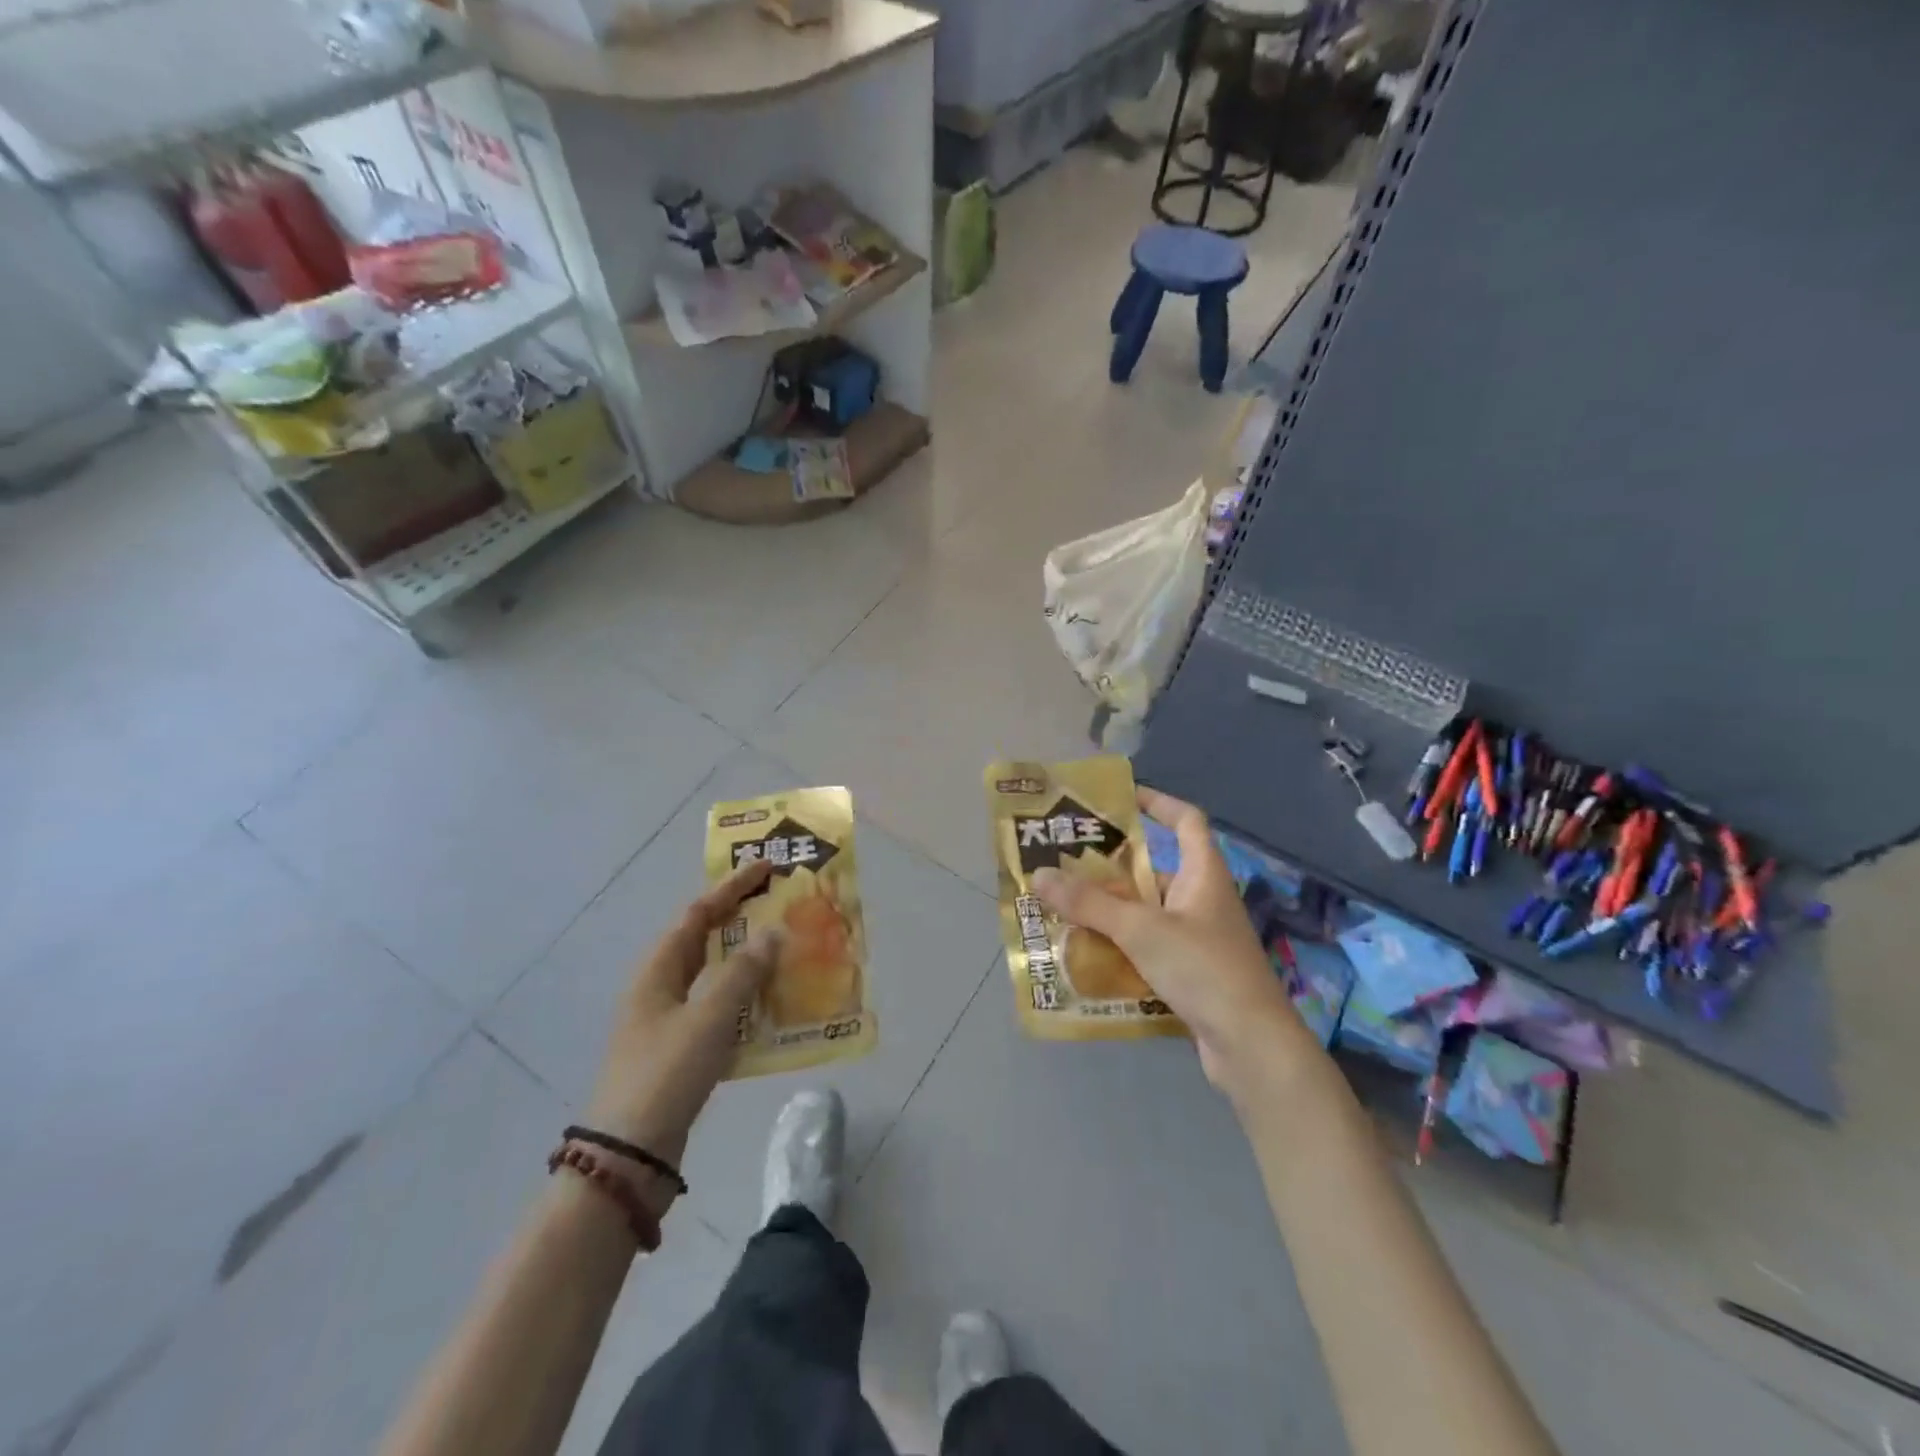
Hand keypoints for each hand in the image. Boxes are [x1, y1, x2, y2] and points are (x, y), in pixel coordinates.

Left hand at [582, 861, 782, 1198]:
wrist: (628, 1157)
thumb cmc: (666, 1074)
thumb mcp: (709, 1017)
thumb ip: (743, 972)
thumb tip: (772, 934)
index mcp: (658, 971)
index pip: (697, 914)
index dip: (731, 888)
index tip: (766, 868)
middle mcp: (659, 990)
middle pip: (704, 941)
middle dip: (741, 920)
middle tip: (780, 905)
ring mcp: (668, 1023)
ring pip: (713, 977)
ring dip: (747, 961)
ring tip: (786, 949)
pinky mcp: (680, 1052)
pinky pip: (719, 1010)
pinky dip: (745, 999)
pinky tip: (773, 1006)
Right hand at [1032, 788, 1316, 1100]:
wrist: (1252, 1047)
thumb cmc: (1203, 969)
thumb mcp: (1141, 930)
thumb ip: (1090, 903)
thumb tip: (1039, 874)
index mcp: (1203, 874)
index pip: (1186, 820)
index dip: (1157, 802)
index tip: (1121, 798)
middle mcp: (1203, 900)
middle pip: (1154, 871)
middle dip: (1112, 871)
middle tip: (1065, 868)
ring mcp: (1199, 939)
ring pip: (1147, 914)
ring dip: (1110, 914)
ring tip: (1064, 912)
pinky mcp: (1192, 973)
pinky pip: (1148, 949)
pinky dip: (1121, 949)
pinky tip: (1087, 958)